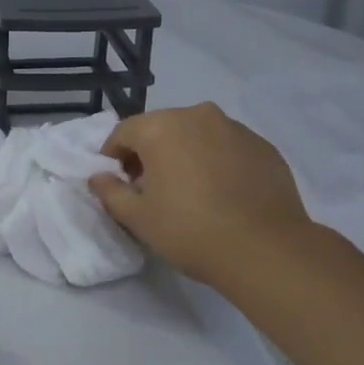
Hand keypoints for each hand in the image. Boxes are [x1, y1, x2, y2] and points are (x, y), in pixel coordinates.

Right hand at [88, 102, 311, 285]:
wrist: (265, 249)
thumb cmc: (190, 230)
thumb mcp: (138, 218)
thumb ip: (110, 192)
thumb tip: (97, 177)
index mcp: (161, 127)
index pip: (123, 132)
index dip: (113, 157)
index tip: (117, 182)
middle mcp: (197, 115)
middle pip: (161, 128)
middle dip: (150, 153)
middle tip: (151, 188)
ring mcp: (235, 128)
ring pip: (197, 134)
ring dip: (186, 154)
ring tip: (190, 191)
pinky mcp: (263, 146)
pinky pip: (228, 147)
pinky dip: (217, 161)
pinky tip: (222, 193)